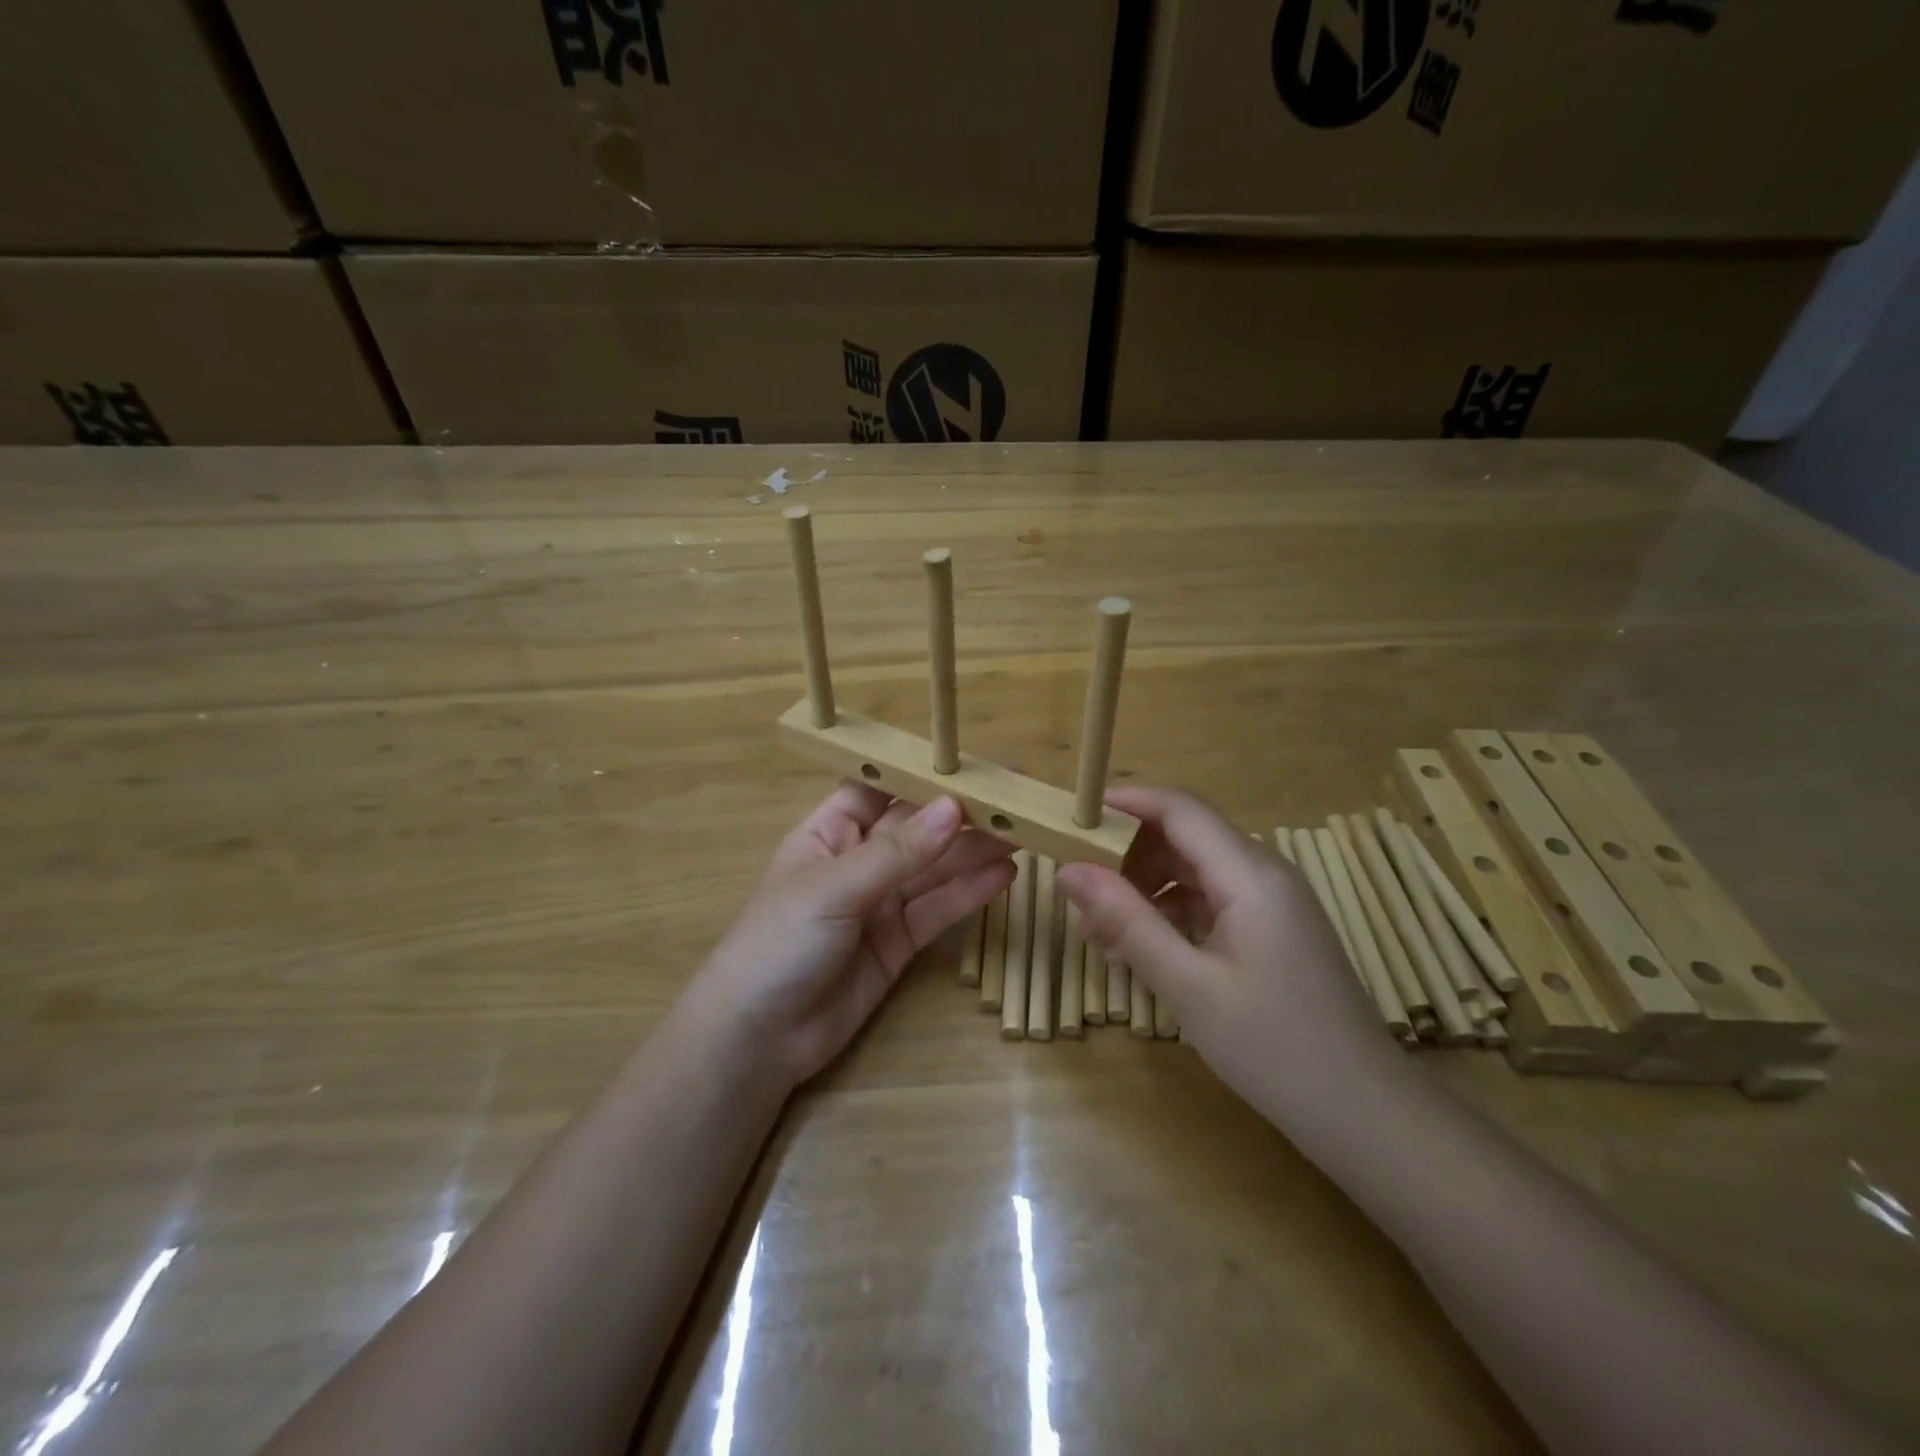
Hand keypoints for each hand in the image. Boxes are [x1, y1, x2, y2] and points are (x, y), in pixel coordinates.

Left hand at [692, 783, 1014, 1087]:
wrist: (758, 1039)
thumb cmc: (779, 943)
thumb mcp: (835, 887)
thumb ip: (898, 852)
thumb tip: (953, 807)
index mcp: (828, 833)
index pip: (879, 790)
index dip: (921, 774)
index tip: (971, 762)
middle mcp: (858, 861)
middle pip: (916, 829)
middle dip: (960, 814)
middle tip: (1015, 798)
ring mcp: (880, 903)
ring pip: (934, 869)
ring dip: (974, 852)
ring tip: (1023, 832)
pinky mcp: (899, 942)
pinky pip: (938, 910)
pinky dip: (969, 893)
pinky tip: (1004, 875)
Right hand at [1056, 787, 1395, 1126]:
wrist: (1365, 1114)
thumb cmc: (1276, 1049)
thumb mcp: (1189, 987)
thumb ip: (1126, 922)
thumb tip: (1066, 871)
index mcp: (1250, 875)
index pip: (1179, 809)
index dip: (1124, 803)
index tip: (1071, 817)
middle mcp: (1263, 873)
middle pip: (1183, 835)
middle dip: (1126, 855)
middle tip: (1080, 895)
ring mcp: (1270, 901)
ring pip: (1193, 869)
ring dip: (1144, 888)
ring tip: (1101, 933)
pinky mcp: (1270, 928)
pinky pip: (1209, 899)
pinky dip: (1170, 912)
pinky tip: (1143, 949)